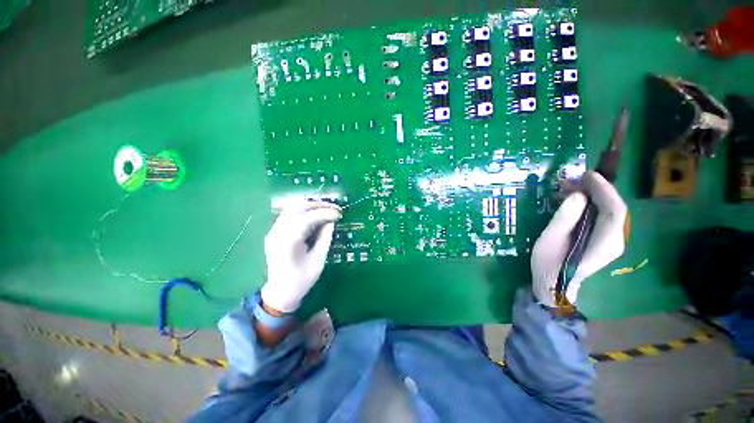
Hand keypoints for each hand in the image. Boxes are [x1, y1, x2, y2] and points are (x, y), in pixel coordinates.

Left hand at [260, 200, 341, 312]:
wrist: (280, 293)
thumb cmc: (301, 280)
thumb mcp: (318, 260)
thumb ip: (325, 238)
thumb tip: (331, 221)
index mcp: (288, 241)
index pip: (307, 218)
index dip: (325, 213)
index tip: (339, 213)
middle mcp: (277, 232)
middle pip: (297, 207)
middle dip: (318, 205)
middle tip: (335, 208)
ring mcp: (274, 231)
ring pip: (292, 208)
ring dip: (311, 206)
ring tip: (327, 210)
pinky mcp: (275, 232)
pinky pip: (290, 215)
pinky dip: (305, 212)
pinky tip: (316, 215)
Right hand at [531, 171, 627, 306]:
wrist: (555, 285)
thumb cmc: (549, 264)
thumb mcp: (550, 240)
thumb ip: (565, 218)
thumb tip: (577, 195)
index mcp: (605, 242)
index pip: (615, 210)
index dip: (603, 189)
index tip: (587, 175)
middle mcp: (615, 240)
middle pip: (613, 208)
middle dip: (595, 190)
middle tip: (572, 180)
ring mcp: (611, 240)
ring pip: (607, 211)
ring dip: (591, 196)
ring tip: (568, 188)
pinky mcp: (603, 239)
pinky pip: (601, 217)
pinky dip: (589, 205)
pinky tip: (572, 200)